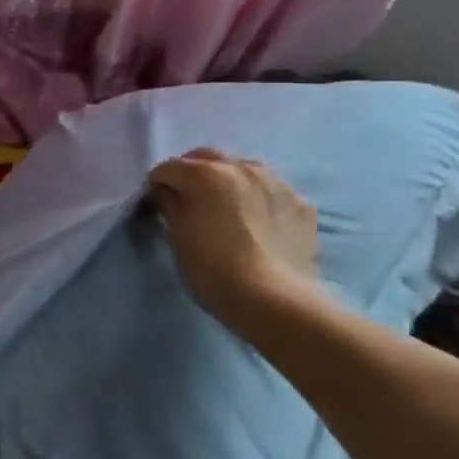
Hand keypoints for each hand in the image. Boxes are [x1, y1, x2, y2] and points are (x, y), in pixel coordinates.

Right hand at [147, 149, 320, 323]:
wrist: (276, 301)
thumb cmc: (213, 270)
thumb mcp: (178, 237)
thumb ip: (170, 206)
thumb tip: (168, 192)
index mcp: (205, 174)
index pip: (168, 168)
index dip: (158, 185)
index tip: (157, 204)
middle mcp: (241, 167)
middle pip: (206, 156)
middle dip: (191, 171)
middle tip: (187, 197)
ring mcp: (276, 183)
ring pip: (243, 167)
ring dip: (228, 177)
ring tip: (225, 203)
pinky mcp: (301, 203)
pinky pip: (271, 190)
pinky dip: (258, 197)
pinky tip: (257, 220)